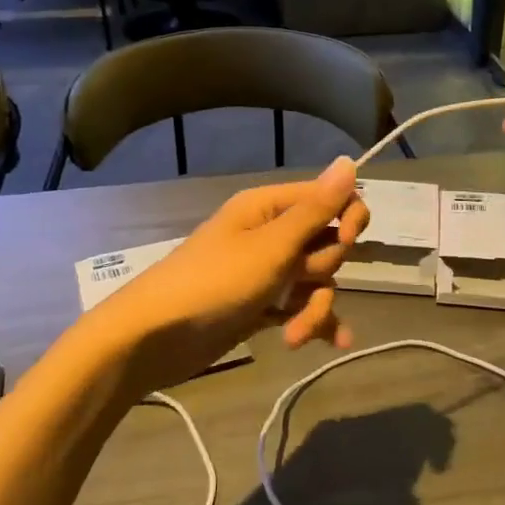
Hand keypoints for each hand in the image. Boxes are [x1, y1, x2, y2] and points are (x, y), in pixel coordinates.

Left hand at [97, 157, 368, 387]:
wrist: (155, 338)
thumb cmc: (215, 281)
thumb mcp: (271, 245)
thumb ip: (315, 209)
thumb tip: (349, 161)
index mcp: (269, 207)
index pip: (329, 196)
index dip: (347, 215)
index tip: (348, 238)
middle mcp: (271, 233)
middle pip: (327, 241)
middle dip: (323, 268)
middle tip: (297, 280)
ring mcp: (268, 272)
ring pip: (317, 280)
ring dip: (316, 307)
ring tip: (296, 333)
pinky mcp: (264, 305)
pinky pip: (303, 306)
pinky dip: (314, 322)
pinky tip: (336, 343)